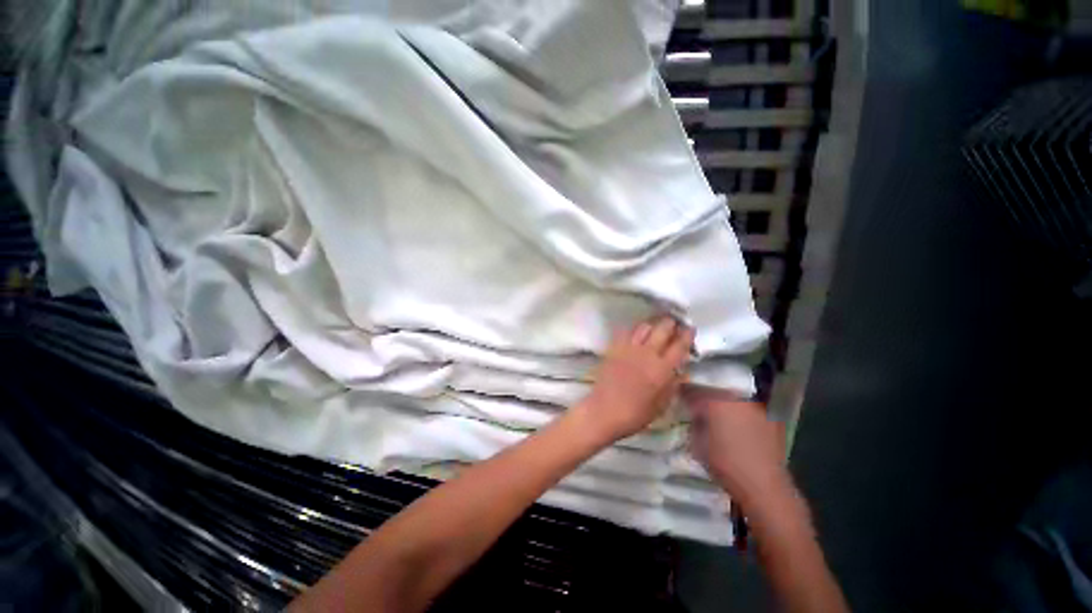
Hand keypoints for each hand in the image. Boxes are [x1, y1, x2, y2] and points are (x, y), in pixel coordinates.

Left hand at [579, 316, 693, 442]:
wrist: (605, 411)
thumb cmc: (635, 413)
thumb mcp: (662, 405)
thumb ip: (673, 385)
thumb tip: (681, 371)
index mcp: (662, 369)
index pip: (679, 346)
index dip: (686, 335)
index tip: (690, 328)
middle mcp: (647, 354)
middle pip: (662, 329)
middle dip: (670, 323)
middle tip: (674, 323)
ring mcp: (629, 349)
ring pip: (644, 326)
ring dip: (652, 324)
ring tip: (655, 326)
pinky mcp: (614, 348)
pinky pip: (626, 332)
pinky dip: (634, 329)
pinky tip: (636, 333)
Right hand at [683, 387, 790, 511]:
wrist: (763, 485)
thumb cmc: (724, 464)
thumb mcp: (696, 443)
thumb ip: (694, 422)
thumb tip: (695, 414)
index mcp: (715, 400)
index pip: (693, 388)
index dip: (684, 391)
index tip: (679, 395)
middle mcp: (736, 397)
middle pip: (715, 388)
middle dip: (704, 394)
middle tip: (697, 403)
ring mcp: (755, 406)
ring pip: (733, 396)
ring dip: (723, 402)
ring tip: (717, 413)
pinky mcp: (770, 417)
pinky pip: (748, 408)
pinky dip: (739, 412)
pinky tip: (736, 423)